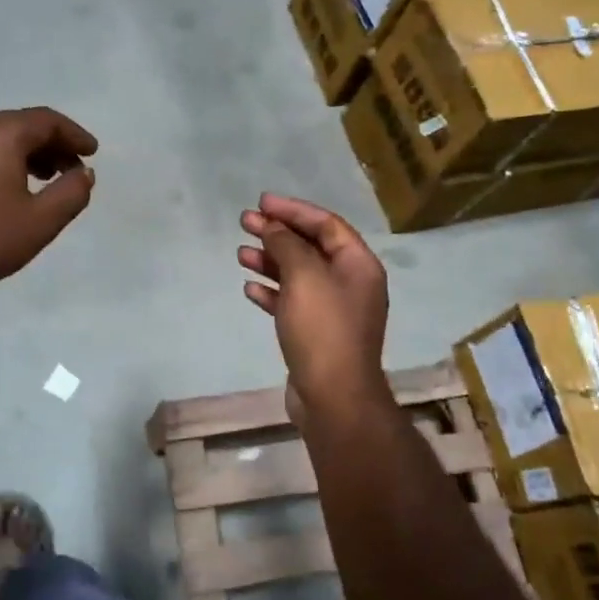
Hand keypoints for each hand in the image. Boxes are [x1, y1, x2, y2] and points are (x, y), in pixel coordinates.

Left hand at [0, 107, 97, 305]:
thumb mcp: (41, 221)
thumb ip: (71, 193)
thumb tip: (84, 173)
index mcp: (0, 135)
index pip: (47, 121)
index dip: (75, 134)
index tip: (93, 152)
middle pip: (22, 126)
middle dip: (54, 144)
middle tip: (74, 168)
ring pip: (0, 139)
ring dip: (30, 154)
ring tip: (48, 180)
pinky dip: (6, 162)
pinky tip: (12, 190)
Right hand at [238, 194, 390, 419]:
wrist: (333, 396)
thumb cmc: (323, 329)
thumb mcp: (304, 277)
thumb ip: (287, 244)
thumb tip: (273, 226)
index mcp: (358, 264)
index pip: (326, 224)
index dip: (293, 210)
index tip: (262, 202)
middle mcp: (349, 283)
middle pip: (311, 247)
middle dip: (278, 233)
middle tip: (245, 222)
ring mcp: (333, 310)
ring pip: (298, 275)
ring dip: (270, 261)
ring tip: (240, 253)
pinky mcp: (315, 333)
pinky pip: (292, 302)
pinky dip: (271, 292)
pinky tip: (249, 288)